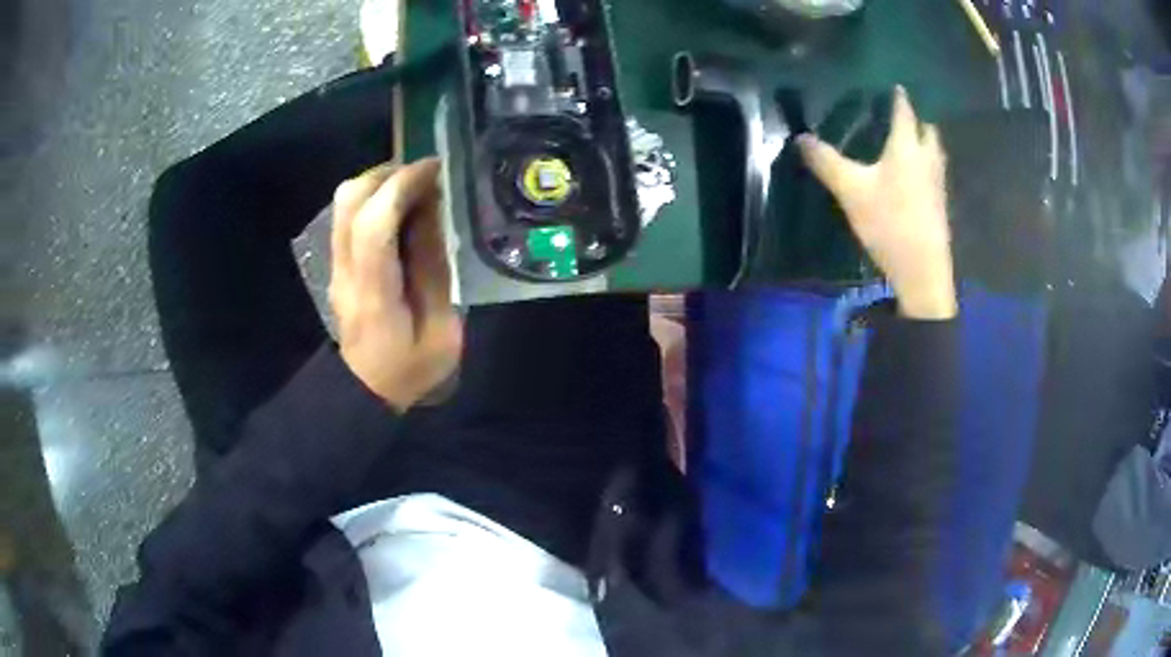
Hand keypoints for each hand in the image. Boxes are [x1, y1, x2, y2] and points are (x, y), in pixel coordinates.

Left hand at [329, 158, 462, 411]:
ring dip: (380, 182)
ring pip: (344, 202)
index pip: (374, 224)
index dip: (403, 186)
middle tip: (426, 176)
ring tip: (416, 189)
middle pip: (349, 200)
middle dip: (388, 174)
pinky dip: (373, 198)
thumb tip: (432, 214)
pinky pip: (348, 215)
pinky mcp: (337, 264)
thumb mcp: (441, 332)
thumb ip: (435, 271)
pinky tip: (400, 210)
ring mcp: (336, 266)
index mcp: (374, 293)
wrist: (364, 392)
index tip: (436, 168)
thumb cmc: (409, 370)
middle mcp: (346, 271)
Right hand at [798, 87, 956, 320]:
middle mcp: (927, 159)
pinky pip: (935, 172)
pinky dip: (926, 165)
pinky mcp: (940, 205)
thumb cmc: (889, 223)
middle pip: (928, 130)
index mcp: (907, 147)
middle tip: (902, 115)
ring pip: (935, 152)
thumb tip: (801, 138)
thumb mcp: (850, 191)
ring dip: (925, 142)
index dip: (898, 97)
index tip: (895, 86)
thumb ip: (826, 162)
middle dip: (917, 119)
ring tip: (909, 141)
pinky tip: (914, 176)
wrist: (923, 271)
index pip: (904, 112)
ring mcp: (938, 183)